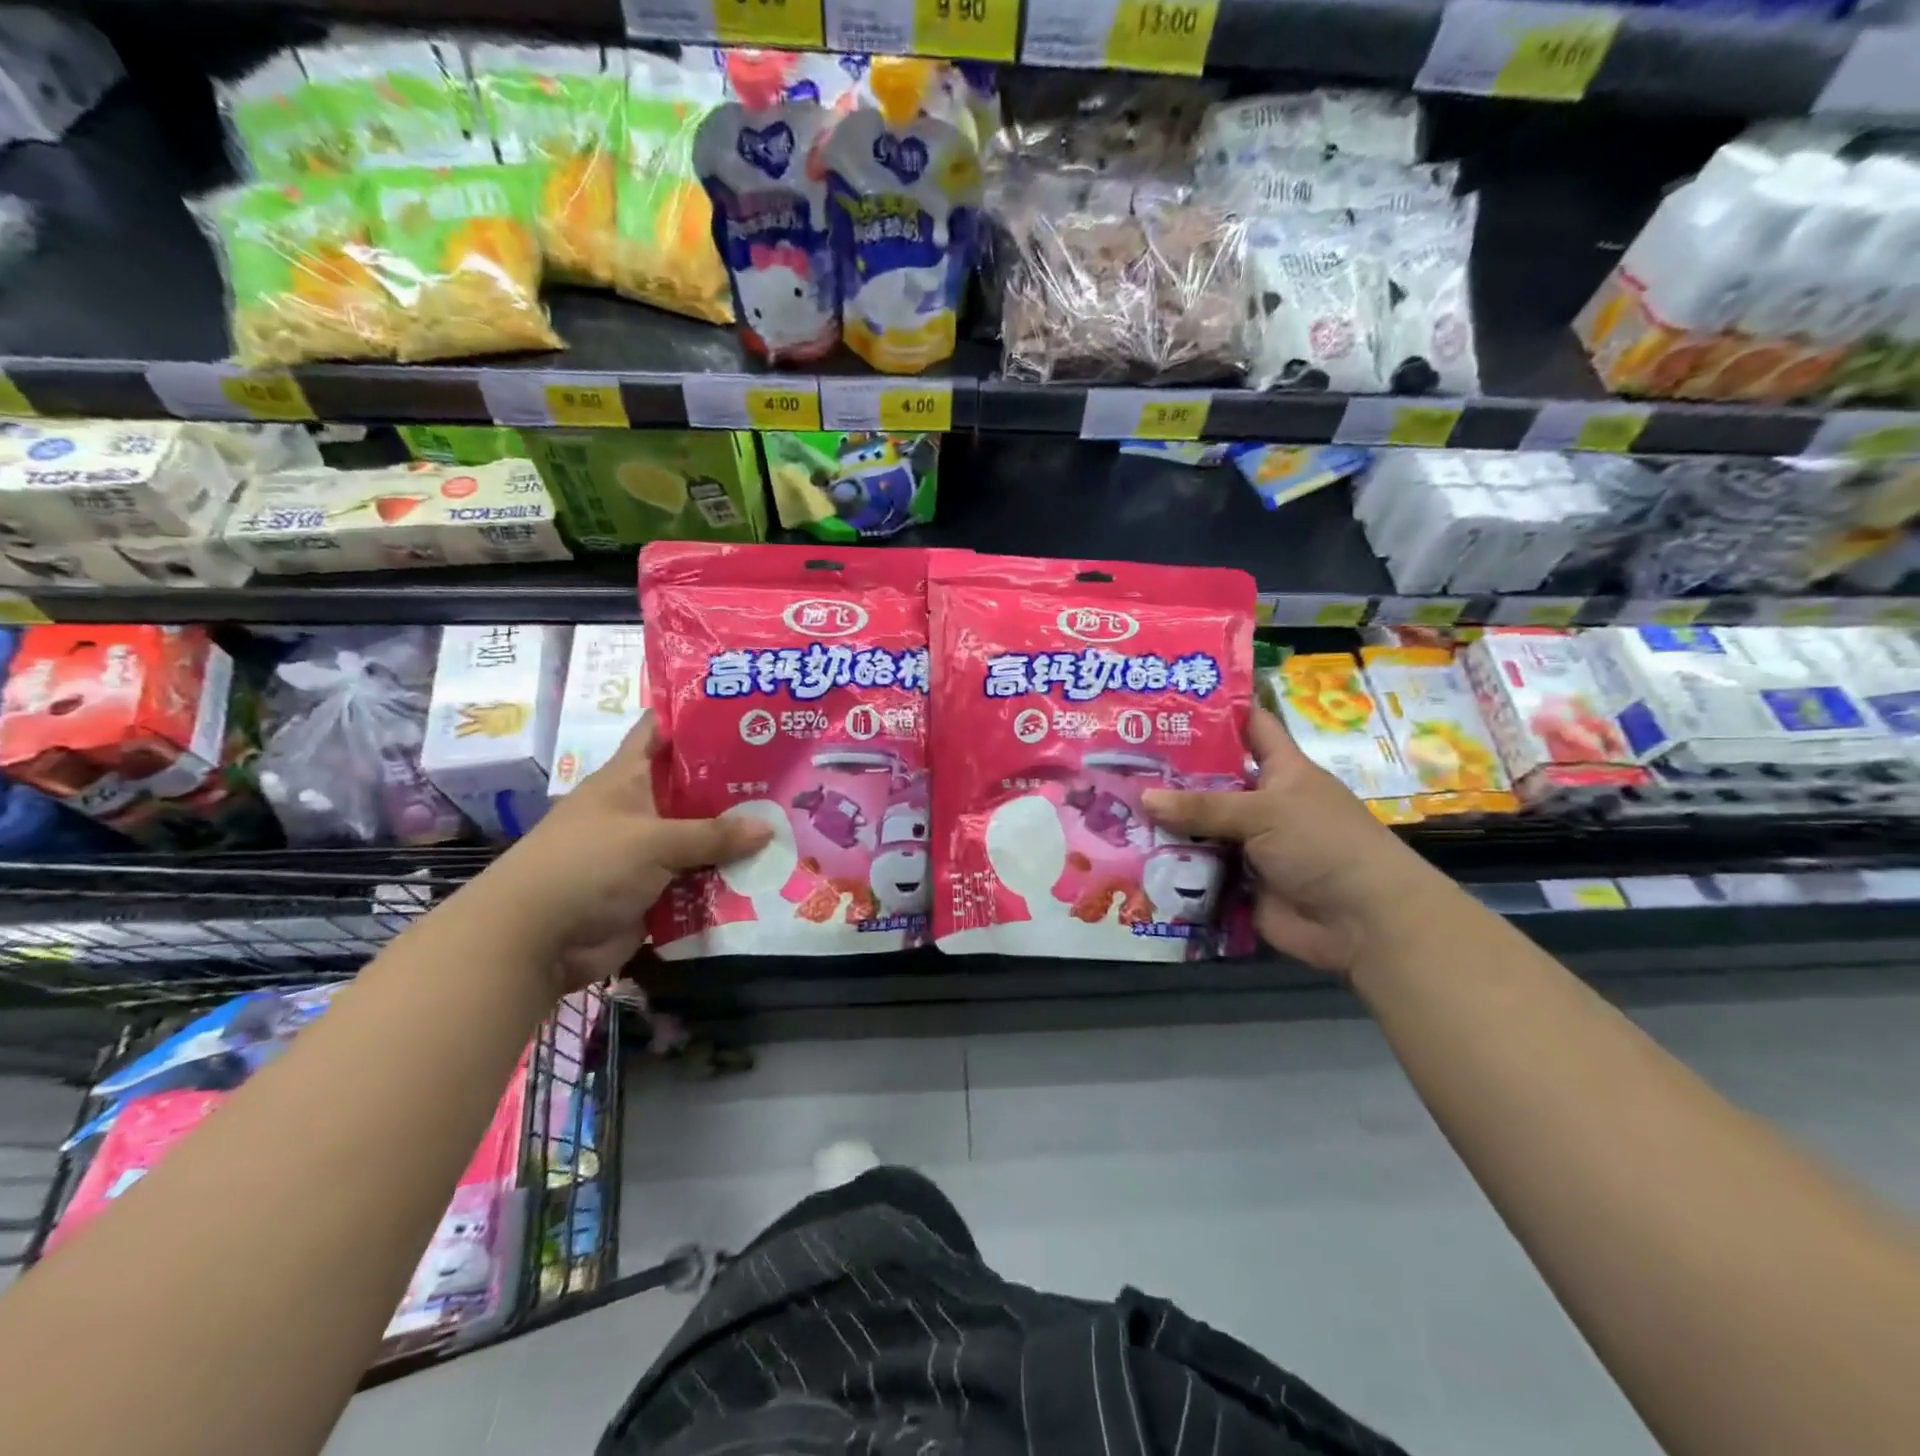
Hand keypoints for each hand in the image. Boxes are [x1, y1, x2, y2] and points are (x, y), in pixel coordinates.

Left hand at [482, 713, 770, 990]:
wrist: (536, 941)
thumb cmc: (588, 865)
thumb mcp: (654, 841)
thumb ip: (713, 834)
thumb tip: (769, 828)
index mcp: (627, 779)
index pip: (660, 731)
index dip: (696, 717)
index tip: (743, 709)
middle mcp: (638, 810)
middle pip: (692, 788)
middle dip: (735, 784)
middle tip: (787, 775)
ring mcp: (646, 853)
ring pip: (700, 838)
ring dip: (736, 838)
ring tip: (790, 825)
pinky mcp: (653, 891)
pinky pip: (697, 880)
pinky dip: (725, 879)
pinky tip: (768, 873)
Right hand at [1142, 707, 1441, 976]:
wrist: (1362, 922)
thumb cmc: (1323, 844)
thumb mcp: (1264, 812)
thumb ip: (1203, 806)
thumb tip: (1143, 797)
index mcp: (1280, 771)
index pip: (1250, 726)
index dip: (1217, 711)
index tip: (1170, 699)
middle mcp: (1262, 803)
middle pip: (1211, 781)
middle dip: (1171, 773)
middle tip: (1119, 759)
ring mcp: (1248, 845)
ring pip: (1198, 828)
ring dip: (1164, 824)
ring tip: (1110, 806)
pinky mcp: (1237, 883)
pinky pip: (1196, 870)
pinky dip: (1170, 866)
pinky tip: (1128, 854)